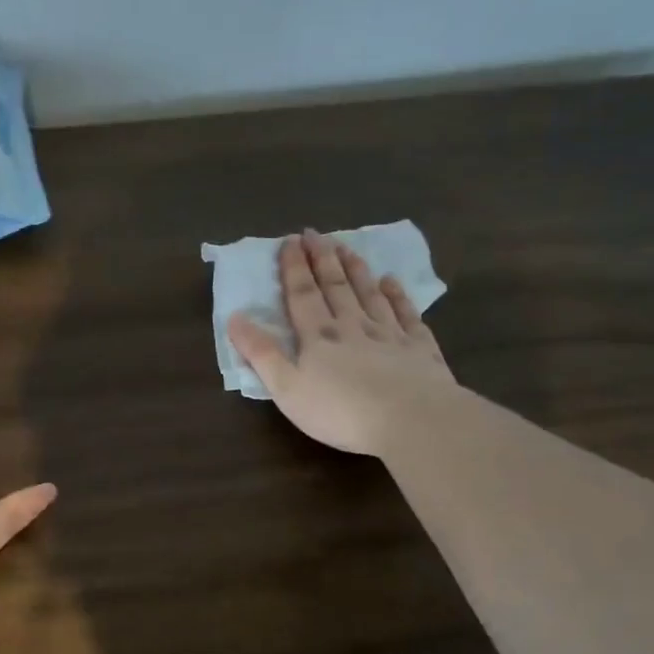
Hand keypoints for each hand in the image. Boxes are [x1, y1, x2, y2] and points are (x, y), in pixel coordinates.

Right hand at [227, 229, 454, 456]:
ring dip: (356, 269)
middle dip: (322, 259)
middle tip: (315, 234)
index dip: (294, 267)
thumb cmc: (340, 410)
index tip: (290, 241)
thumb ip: (261, 353)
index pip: (302, 294)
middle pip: (335, 286)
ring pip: (369, 293)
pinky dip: (398, 295)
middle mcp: (353, 326)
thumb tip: (234, 318)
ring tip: (347, 247)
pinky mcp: (419, 348)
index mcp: (318, 336)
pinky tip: (392, 281)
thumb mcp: (287, 388)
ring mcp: (389, 334)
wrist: (411, 419)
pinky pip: (406, 313)